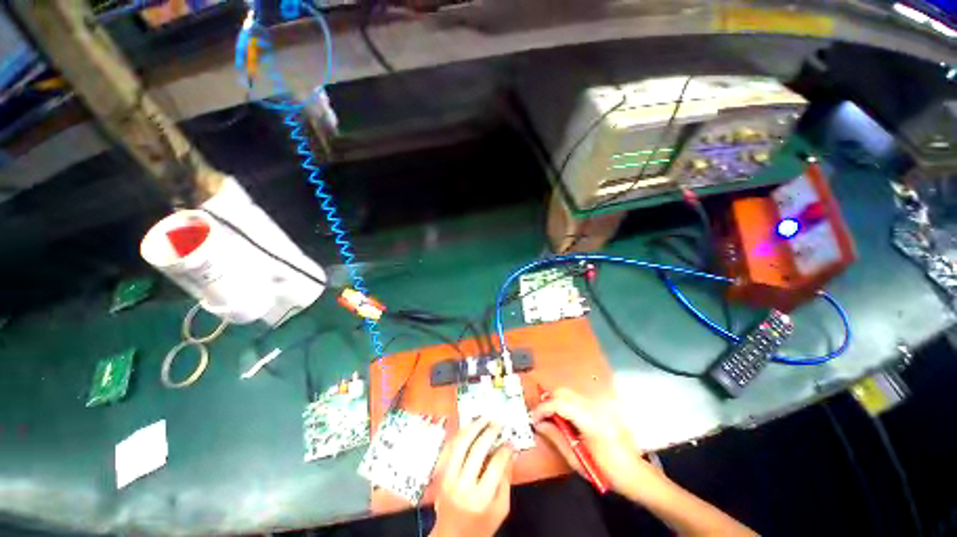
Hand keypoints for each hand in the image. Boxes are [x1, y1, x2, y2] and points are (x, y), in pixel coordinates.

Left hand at [431, 419, 515, 536]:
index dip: (505, 450)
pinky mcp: (440, 473)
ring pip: (460, 444)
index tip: (510, 442)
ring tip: (484, 419)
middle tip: (497, 423)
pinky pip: (449, 448)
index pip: (495, 465)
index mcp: (480, 498)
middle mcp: (462, 485)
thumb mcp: (501, 509)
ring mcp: (448, 478)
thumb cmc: (480, 526)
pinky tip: (468, 427)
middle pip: (476, 449)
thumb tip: (510, 452)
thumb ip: (506, 480)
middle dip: (489, 432)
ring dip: (473, 427)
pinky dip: (460, 434)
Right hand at [531, 388, 663, 501]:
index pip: (559, 403)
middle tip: (540, 417)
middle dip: (548, 401)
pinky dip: (566, 404)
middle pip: (563, 392)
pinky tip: (565, 419)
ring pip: (569, 393)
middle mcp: (594, 406)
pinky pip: (577, 398)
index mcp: (590, 420)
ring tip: (551, 419)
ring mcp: (599, 404)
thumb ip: (556, 437)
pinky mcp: (601, 406)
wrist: (635, 473)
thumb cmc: (606, 471)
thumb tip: (538, 424)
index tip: (533, 418)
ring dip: (556, 402)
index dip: (542, 408)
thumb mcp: (577, 459)